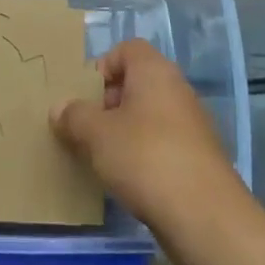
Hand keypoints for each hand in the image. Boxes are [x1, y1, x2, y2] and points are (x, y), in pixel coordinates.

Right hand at [50, 39, 236, 228]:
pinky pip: (163, 142)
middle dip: (109, 102)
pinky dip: (144, 153)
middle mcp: (178, 90)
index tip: (86, 96)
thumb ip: (74, 116)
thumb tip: (60, 108)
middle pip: (137, 82)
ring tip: (104, 157)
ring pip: (149, 115)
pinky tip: (130, 178)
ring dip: (125, 130)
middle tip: (89, 128)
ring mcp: (192, 124)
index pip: (127, 49)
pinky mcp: (199, 157)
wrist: (204, 215)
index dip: (103, 66)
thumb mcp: (96, 134)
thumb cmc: (145, 157)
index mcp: (155, 71)